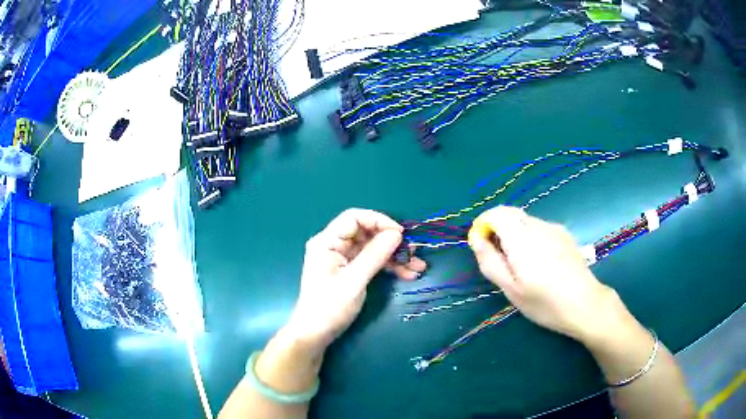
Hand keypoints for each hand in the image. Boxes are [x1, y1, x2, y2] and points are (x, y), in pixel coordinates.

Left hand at [284, 209, 426, 352]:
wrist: (316, 334)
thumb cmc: (329, 307)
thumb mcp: (354, 281)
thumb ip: (374, 255)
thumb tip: (397, 233)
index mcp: (327, 241)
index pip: (354, 218)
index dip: (379, 221)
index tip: (400, 234)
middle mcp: (334, 245)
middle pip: (367, 233)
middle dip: (391, 242)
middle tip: (414, 252)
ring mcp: (343, 258)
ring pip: (373, 248)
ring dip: (395, 256)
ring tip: (418, 267)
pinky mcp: (350, 270)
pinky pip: (372, 261)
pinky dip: (389, 267)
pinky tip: (408, 274)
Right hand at [468, 206, 615, 340]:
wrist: (585, 304)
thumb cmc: (545, 303)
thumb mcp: (512, 290)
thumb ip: (490, 262)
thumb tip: (476, 239)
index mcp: (522, 240)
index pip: (497, 214)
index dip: (484, 223)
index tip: (482, 244)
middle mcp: (538, 227)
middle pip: (511, 213)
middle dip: (498, 227)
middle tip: (498, 256)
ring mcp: (554, 228)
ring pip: (525, 219)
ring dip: (514, 232)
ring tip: (520, 262)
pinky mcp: (564, 233)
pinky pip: (539, 226)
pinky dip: (529, 235)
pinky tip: (539, 260)